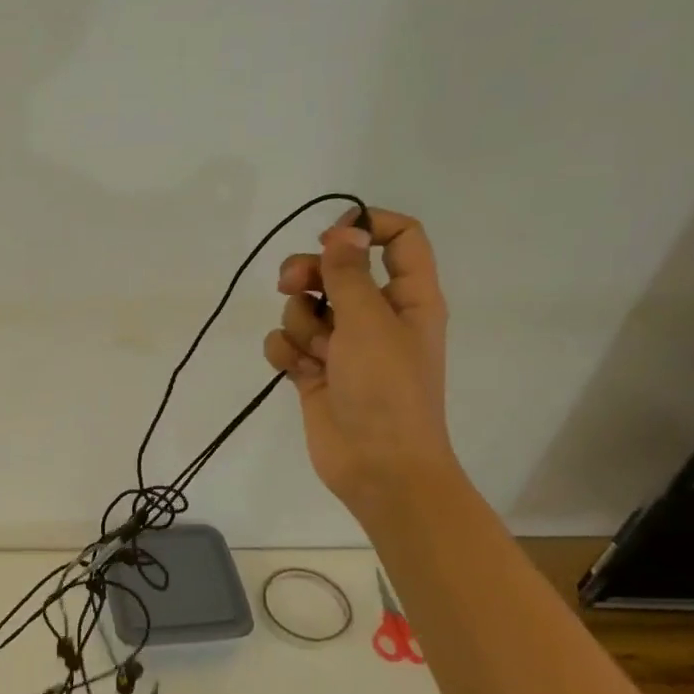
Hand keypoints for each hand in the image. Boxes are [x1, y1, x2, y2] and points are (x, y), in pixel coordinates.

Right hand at [264, 207, 457, 519]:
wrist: (377, 465)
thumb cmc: (386, 390)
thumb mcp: (369, 323)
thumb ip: (349, 274)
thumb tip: (343, 231)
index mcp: (408, 298)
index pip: (399, 238)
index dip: (365, 227)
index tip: (329, 237)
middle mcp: (376, 316)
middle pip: (336, 270)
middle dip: (307, 273)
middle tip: (289, 283)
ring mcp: (343, 345)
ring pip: (305, 308)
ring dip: (299, 323)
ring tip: (313, 352)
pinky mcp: (314, 372)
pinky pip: (287, 344)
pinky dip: (285, 352)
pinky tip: (294, 370)